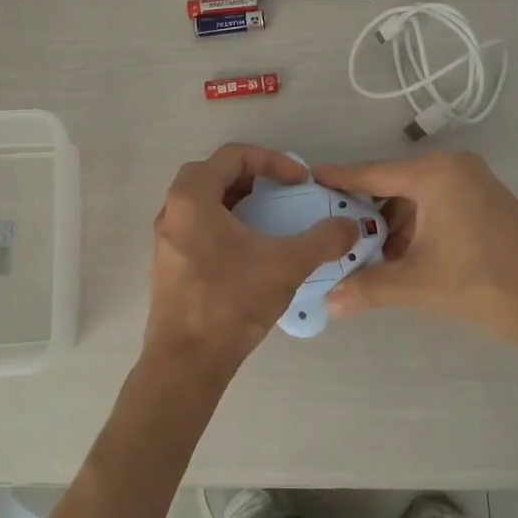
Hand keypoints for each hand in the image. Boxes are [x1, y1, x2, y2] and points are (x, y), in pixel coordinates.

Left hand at [146, 145, 357, 376]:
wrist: (186, 361)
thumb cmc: (230, 301)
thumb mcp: (285, 265)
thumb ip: (322, 241)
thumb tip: (350, 228)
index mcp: (193, 196)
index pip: (233, 156)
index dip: (272, 161)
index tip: (300, 181)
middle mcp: (173, 210)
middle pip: (214, 173)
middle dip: (253, 176)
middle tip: (281, 191)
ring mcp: (167, 238)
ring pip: (204, 201)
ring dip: (238, 200)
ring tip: (270, 217)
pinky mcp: (169, 263)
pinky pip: (198, 226)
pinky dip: (225, 223)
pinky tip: (250, 250)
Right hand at [314, 152, 517, 345]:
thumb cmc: (482, 282)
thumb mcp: (418, 283)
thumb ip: (368, 287)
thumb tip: (328, 304)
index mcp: (434, 173)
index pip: (371, 172)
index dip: (337, 178)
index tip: (306, 179)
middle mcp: (452, 167)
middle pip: (392, 184)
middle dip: (364, 210)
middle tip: (331, 229)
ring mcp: (472, 181)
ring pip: (414, 197)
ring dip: (389, 223)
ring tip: (362, 251)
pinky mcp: (484, 199)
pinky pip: (435, 204)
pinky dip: (414, 226)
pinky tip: (398, 254)